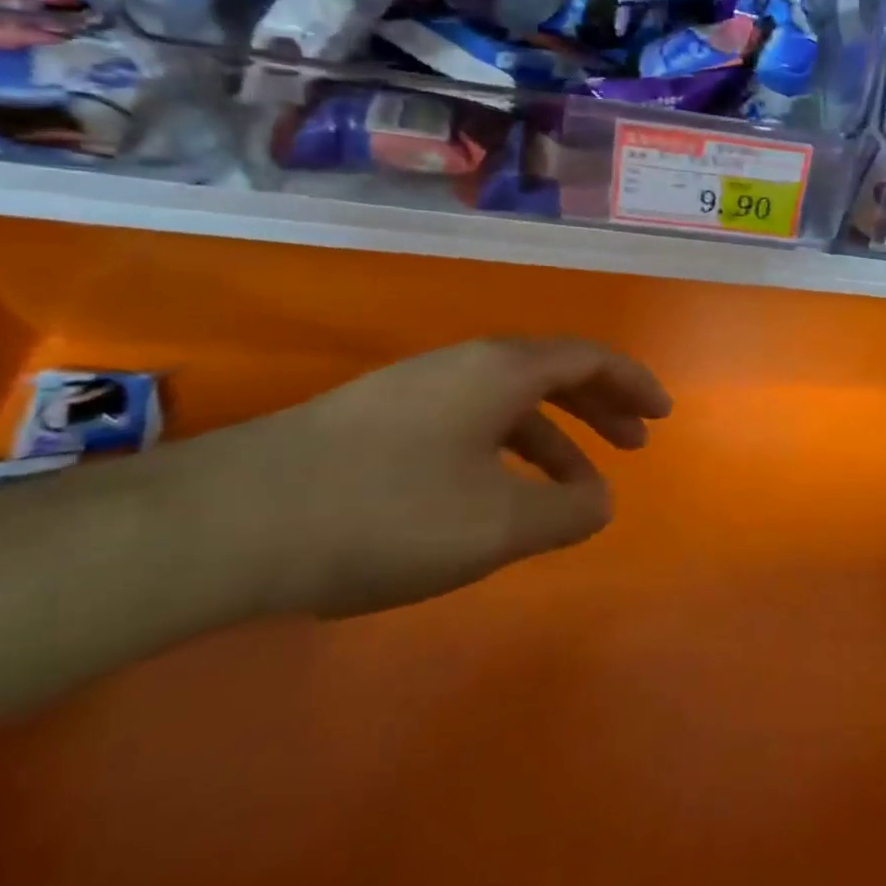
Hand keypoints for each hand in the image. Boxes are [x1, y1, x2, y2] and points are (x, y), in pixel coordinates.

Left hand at [157, 338, 670, 618]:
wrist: (222, 526)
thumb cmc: (386, 513)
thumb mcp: (497, 525)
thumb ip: (567, 513)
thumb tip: (600, 500)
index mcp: (501, 371)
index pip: (589, 359)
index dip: (634, 383)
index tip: (663, 415)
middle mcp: (462, 366)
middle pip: (552, 374)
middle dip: (601, 408)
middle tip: (635, 443)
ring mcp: (413, 392)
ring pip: (507, 404)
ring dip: (553, 438)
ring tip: (574, 488)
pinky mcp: (375, 424)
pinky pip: (468, 425)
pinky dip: (505, 453)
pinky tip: (496, 497)